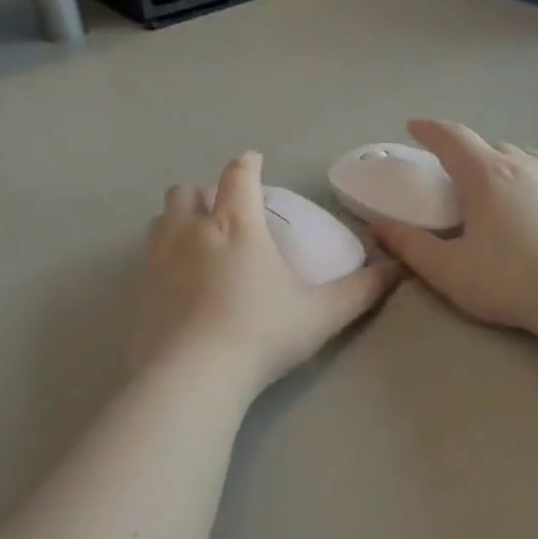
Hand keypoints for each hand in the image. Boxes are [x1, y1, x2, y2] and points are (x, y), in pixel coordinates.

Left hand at [134, 151, 399, 394]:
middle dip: (205, 193)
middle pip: (188, 191)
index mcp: (237, 225)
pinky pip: (148, 256)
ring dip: (178, 218)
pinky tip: (177, 280)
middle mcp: (192, 230)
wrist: (193, 376)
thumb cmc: (263, 334)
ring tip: (196, 239)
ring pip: (161, 218)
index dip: (247, 164)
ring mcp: (159, 259)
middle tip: (223, 212)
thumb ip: (362, 289)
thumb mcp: (322, 314)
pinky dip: (162, 254)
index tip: (254, 162)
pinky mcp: (140, 289)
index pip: (238, 176)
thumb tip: (397, 267)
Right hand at [370, 119, 537, 334]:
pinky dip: (533, 183)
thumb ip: (409, 246)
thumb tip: (378, 227)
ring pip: (525, 158)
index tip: (414, 126)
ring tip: (496, 184)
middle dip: (467, 152)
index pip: (452, 138)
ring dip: (504, 163)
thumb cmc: (508, 280)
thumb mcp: (447, 269)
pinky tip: (535, 209)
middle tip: (455, 173)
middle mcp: (524, 166)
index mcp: (486, 176)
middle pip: (490, 146)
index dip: (430, 130)